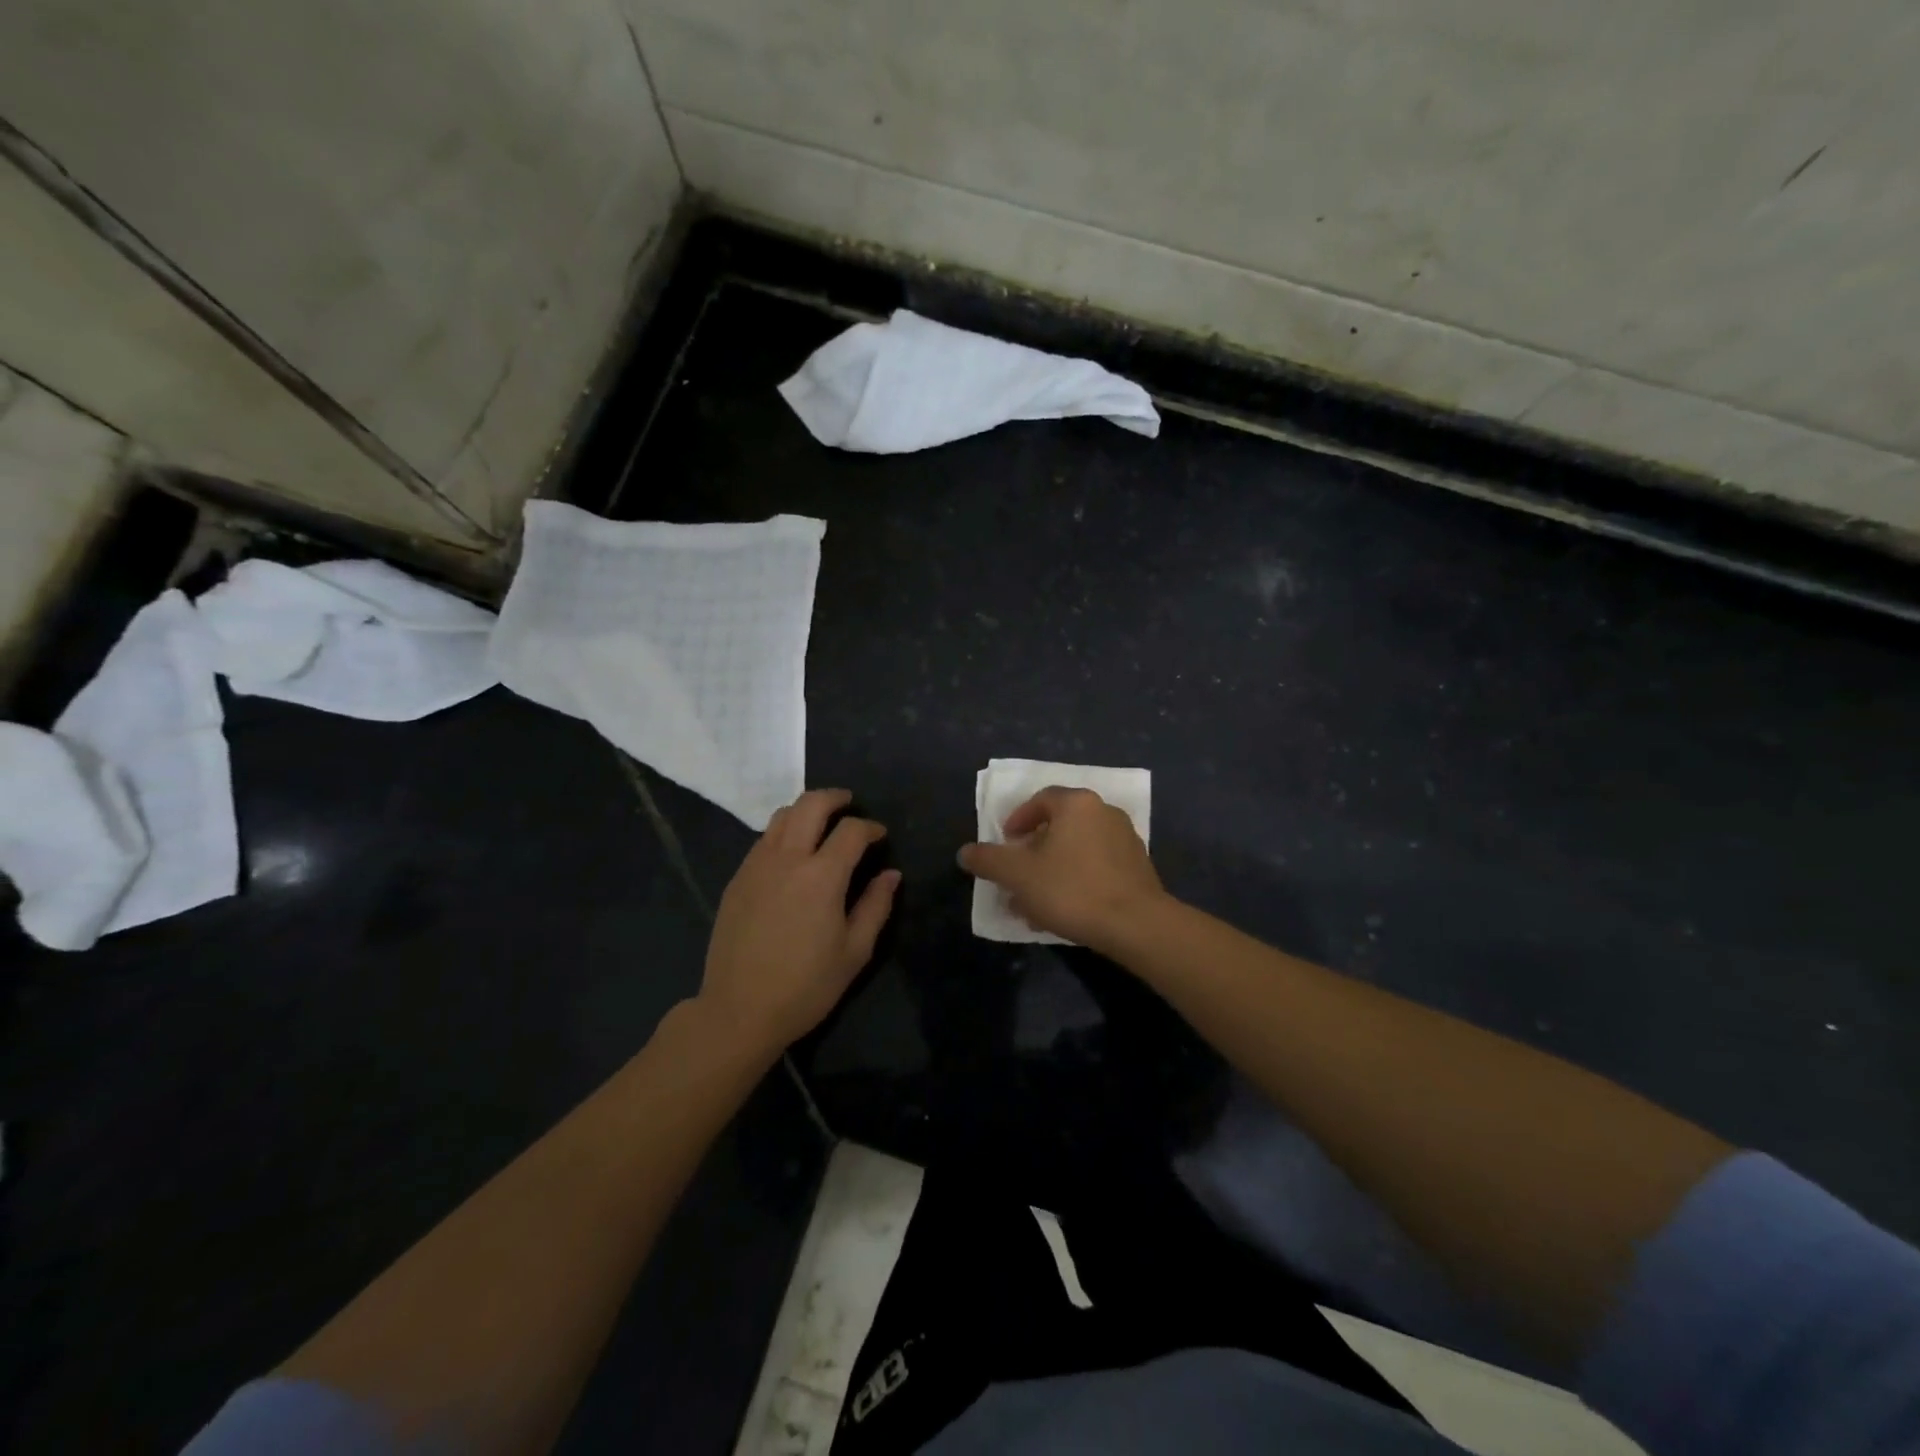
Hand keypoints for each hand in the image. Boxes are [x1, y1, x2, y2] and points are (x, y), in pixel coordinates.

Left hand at [700, 789, 900, 1055]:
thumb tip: (891, 874)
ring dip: (806, 810)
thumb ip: (876, 906)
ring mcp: (756, 865)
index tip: (880, 836)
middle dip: (835, 798)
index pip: (851, 830)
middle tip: (850, 804)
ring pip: (782, 816)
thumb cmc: (806, 986)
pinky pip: (763, 839)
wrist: (739, 1010)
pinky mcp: (737, 879)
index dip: (870, 827)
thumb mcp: (854, 952)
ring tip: (821, 824)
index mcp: (821, 876)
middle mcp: (787, 858)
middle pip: (811, 804)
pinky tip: (792, 854)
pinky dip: (783, 832)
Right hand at [958, 786, 1167, 951]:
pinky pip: (1097, 866)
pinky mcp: (1138, 868)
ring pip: (1077, 849)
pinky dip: (1077, 880)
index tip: (1006, 844)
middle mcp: (1104, 812)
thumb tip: (965, 852)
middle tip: (1018, 875)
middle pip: (1060, 825)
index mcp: (1077, 804)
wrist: (1136, 925)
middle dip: (1034, 851)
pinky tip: (1065, 910)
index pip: (1041, 799)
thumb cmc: (1071, 890)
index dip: (1018, 819)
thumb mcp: (1018, 876)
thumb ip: (988, 860)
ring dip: (1053, 870)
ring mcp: (1126, 840)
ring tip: (1036, 902)